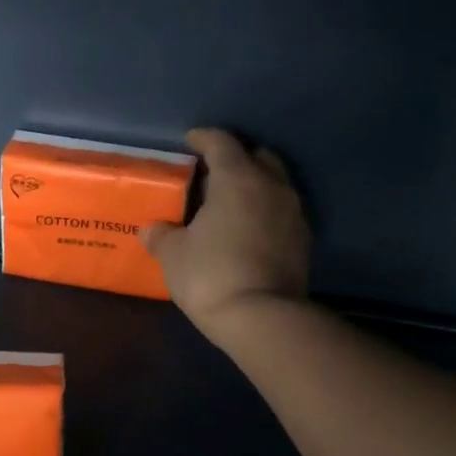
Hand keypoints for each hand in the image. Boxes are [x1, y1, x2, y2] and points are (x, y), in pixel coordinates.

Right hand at [144, 128, 311, 337]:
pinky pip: (281, 212)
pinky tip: (247, 229)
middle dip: (236, 157)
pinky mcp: (303, 240)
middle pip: (258, 156)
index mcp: (237, 179)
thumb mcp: (173, 254)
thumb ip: (161, 235)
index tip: (190, 140)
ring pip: (274, 184)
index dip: (204, 138)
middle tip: (213, 171)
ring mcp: (293, 213)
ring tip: (230, 202)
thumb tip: (152, 229)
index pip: (221, 143)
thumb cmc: (210, 274)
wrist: (261, 317)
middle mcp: (271, 186)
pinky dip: (264, 212)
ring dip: (254, 186)